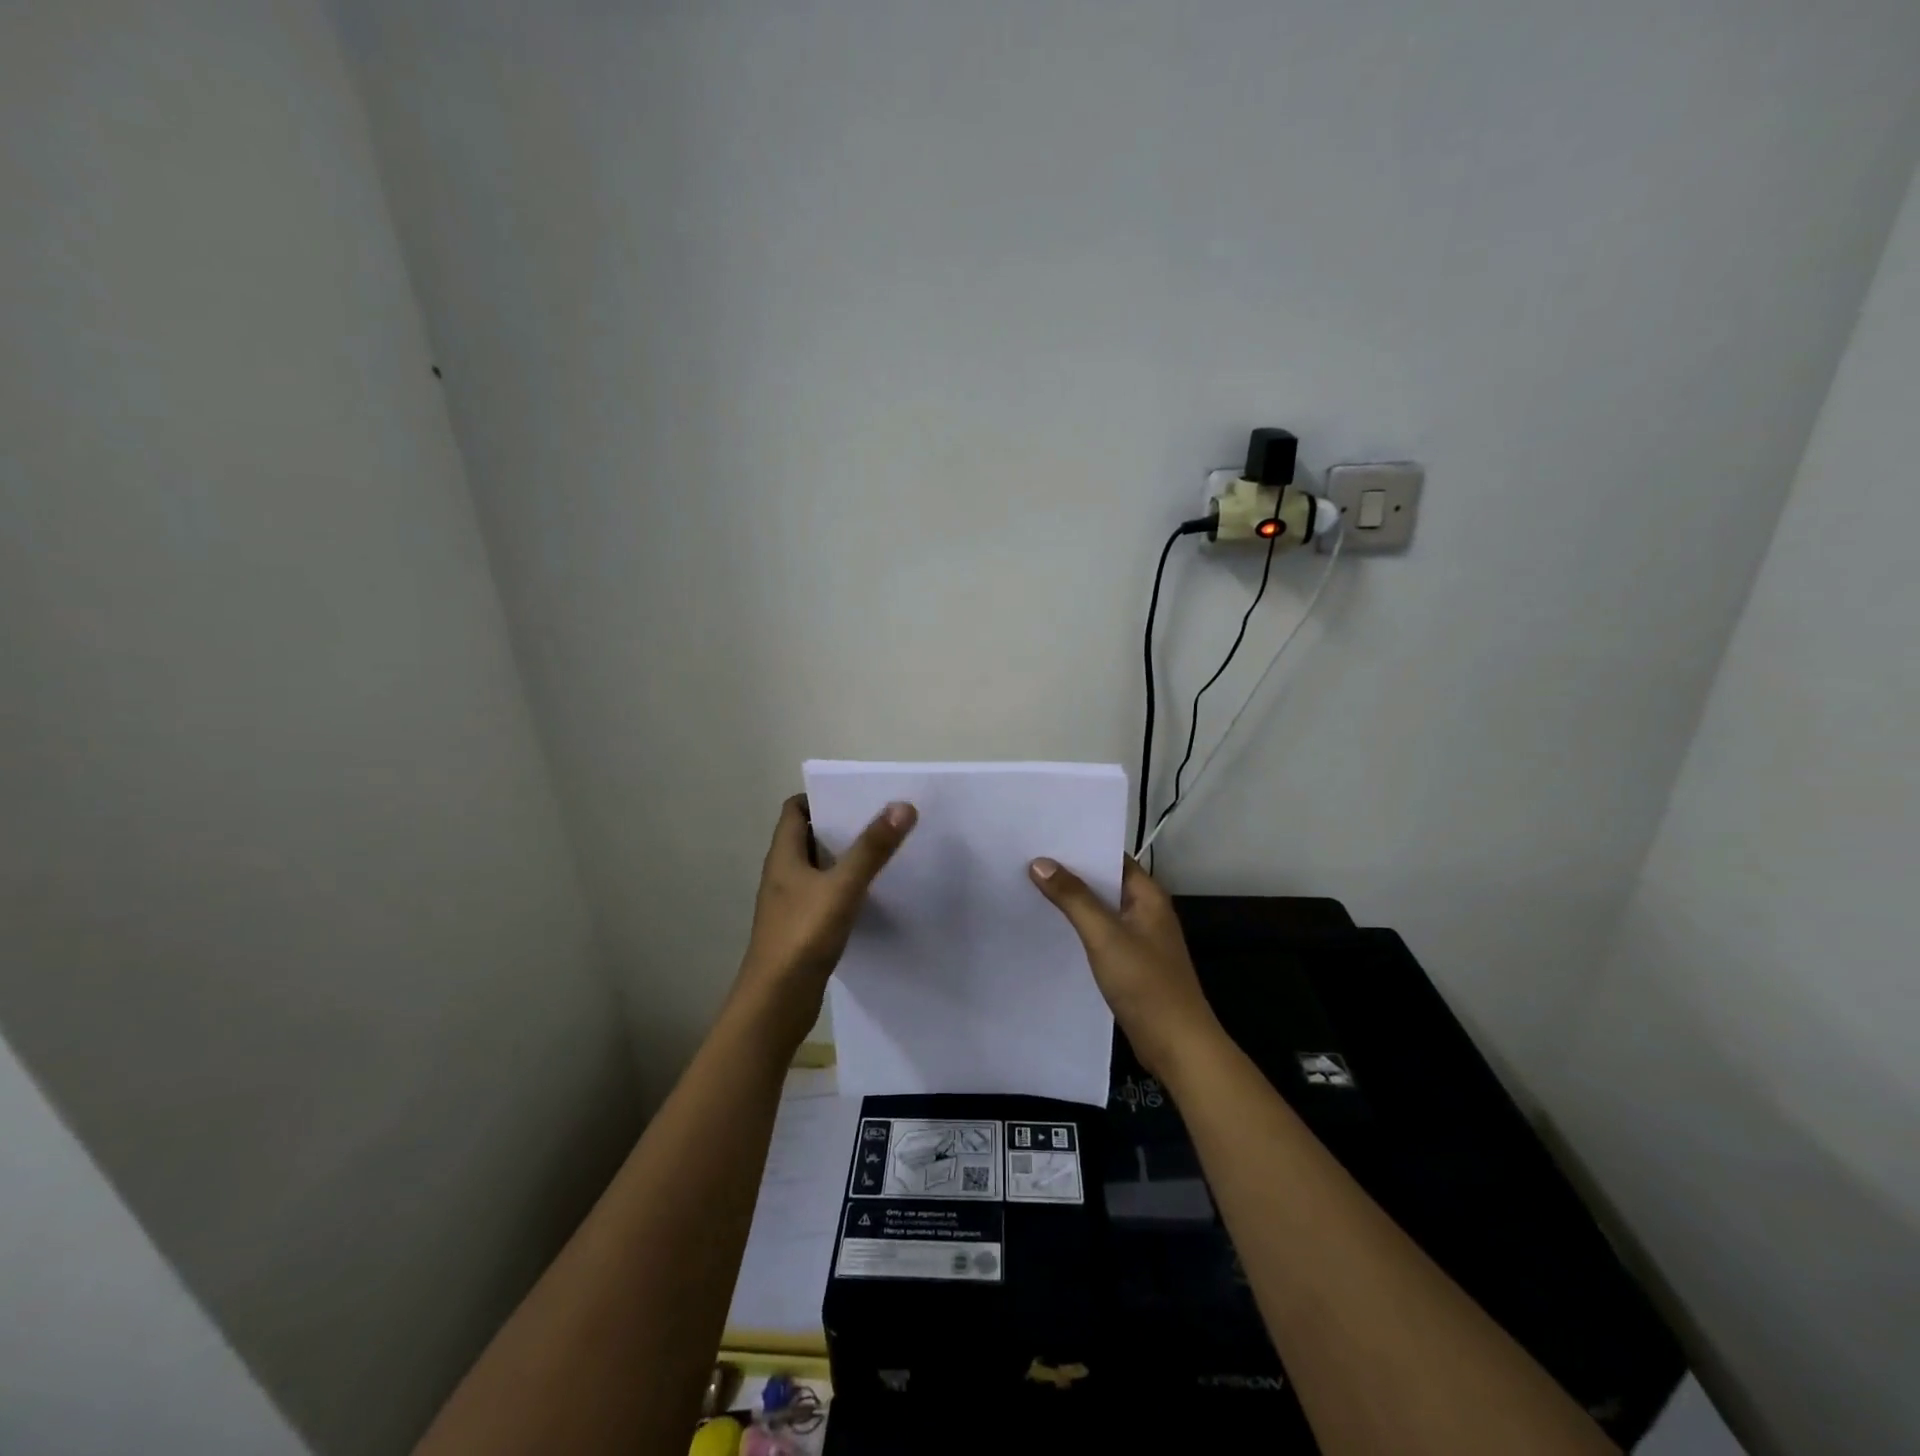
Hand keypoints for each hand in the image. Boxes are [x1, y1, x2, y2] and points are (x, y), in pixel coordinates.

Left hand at [732, 794, 916, 1047]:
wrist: (776, 1003)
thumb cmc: (802, 936)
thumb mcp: (842, 887)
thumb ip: (872, 848)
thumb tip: (902, 806)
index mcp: (783, 856)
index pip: (795, 810)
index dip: (821, 797)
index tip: (857, 797)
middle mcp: (782, 875)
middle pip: (808, 836)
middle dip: (841, 826)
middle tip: (880, 820)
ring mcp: (790, 903)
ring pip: (819, 868)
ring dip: (845, 858)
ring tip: (884, 852)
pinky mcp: (801, 928)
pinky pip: (825, 896)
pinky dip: (846, 889)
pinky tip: (872, 896)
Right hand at [1028, 854, 1222, 1081]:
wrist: (1177, 1046)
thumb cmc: (1146, 983)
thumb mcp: (1105, 936)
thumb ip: (1074, 898)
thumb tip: (1040, 862)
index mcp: (1148, 896)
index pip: (1111, 857)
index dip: (1080, 846)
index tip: (1043, 838)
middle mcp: (1145, 911)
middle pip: (1104, 882)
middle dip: (1070, 873)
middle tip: (1027, 861)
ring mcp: (1139, 939)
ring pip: (1100, 910)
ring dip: (1072, 901)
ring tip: (1030, 888)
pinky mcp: (1131, 964)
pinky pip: (1100, 935)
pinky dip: (1079, 928)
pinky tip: (1051, 929)